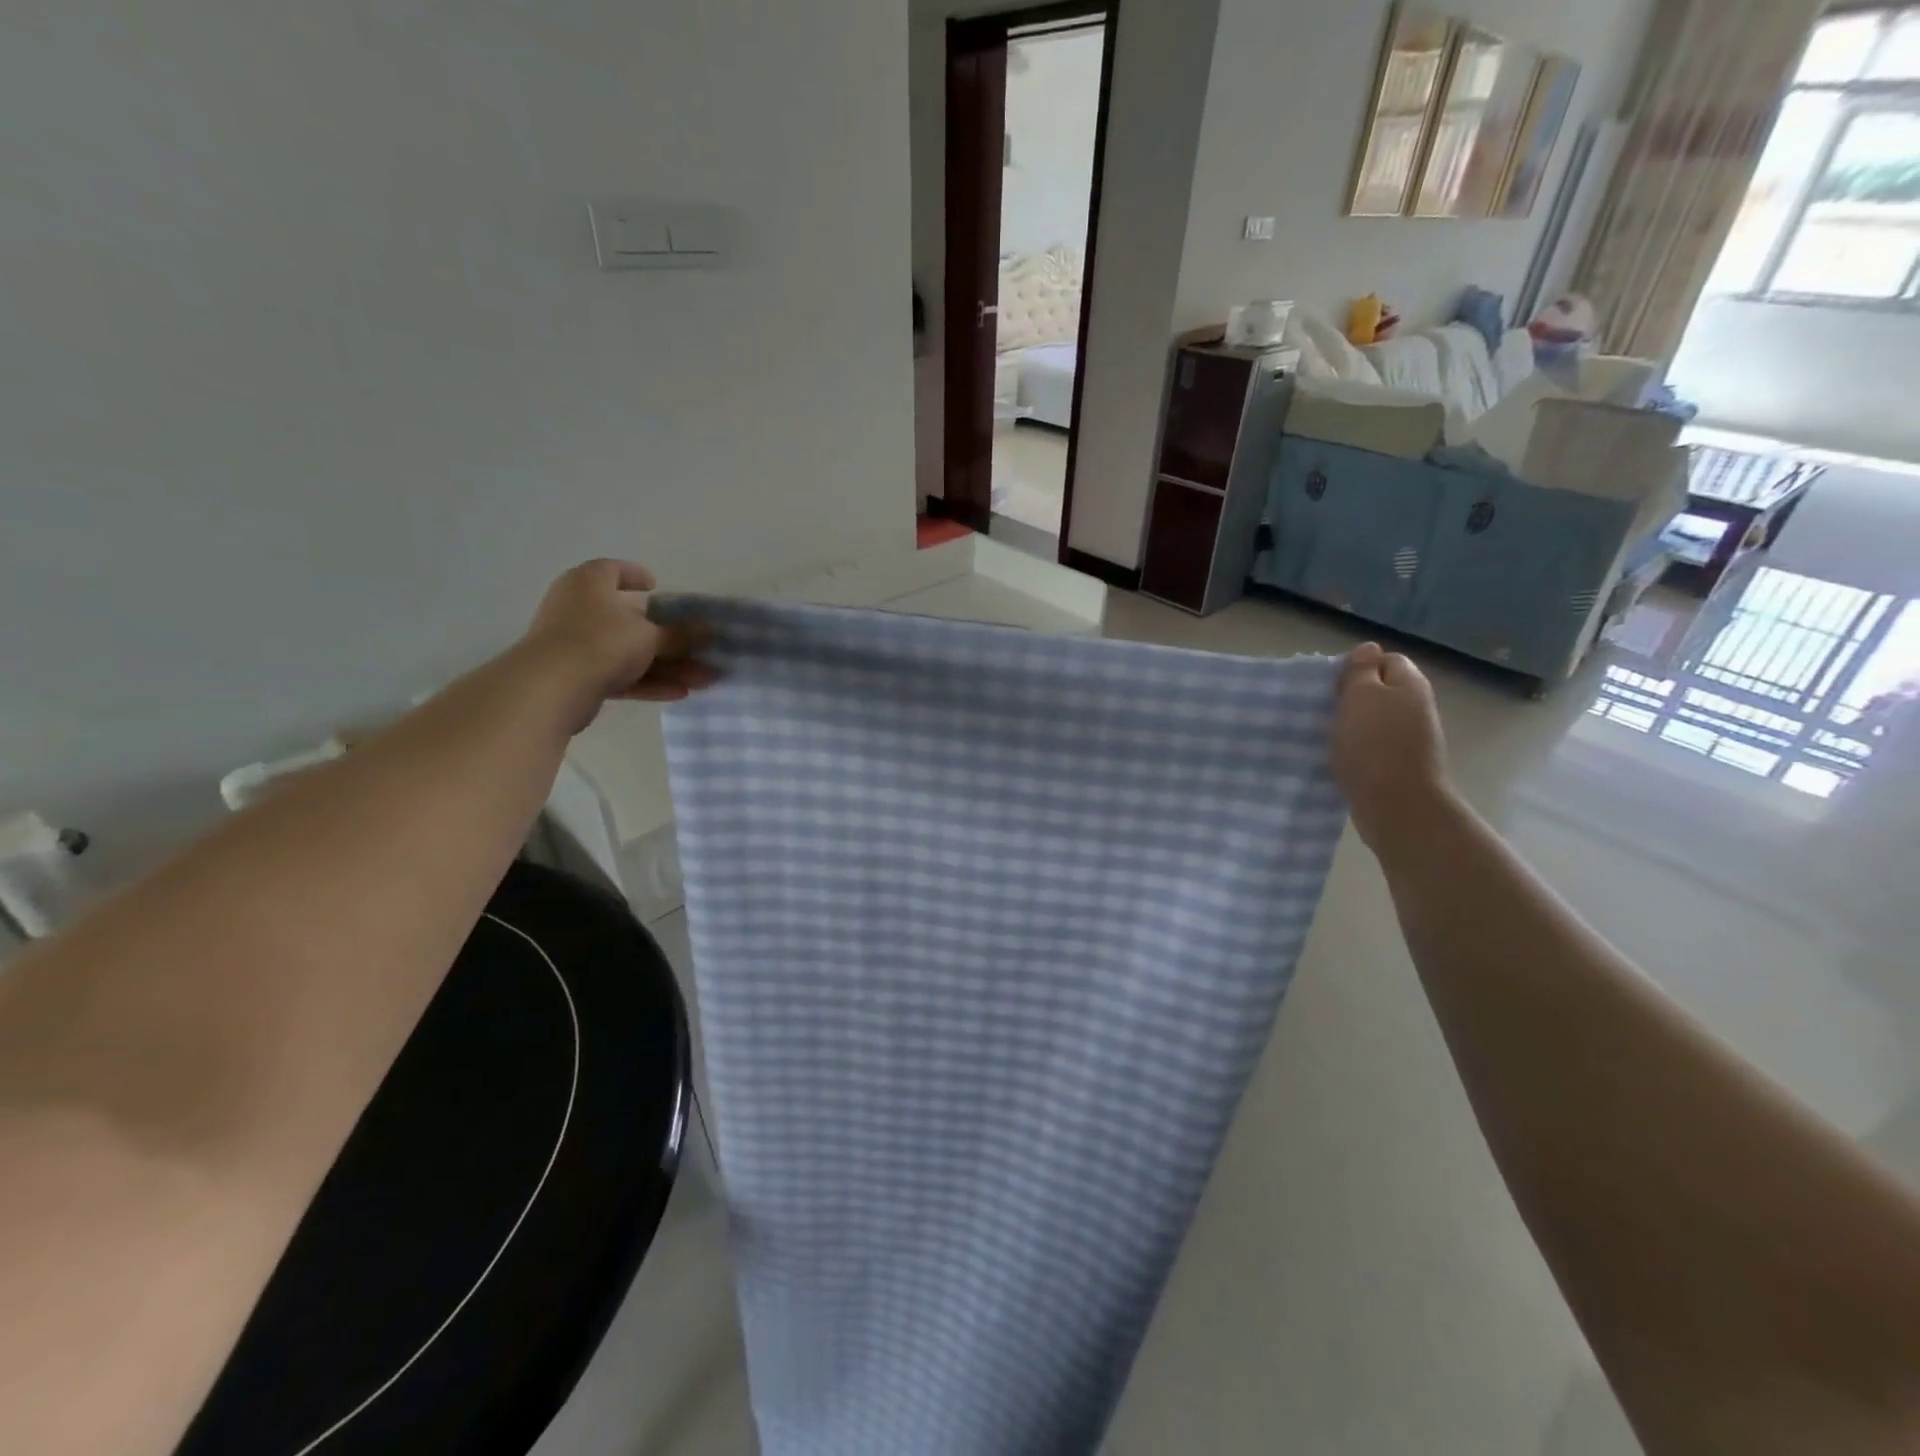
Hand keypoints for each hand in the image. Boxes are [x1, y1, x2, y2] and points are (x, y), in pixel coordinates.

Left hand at [521, 559, 715, 730]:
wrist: (551, 687)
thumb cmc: (601, 641)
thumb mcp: (650, 636)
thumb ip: (681, 635)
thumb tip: (709, 630)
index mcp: (590, 583)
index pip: (612, 570)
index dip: (635, 576)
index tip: (656, 587)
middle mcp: (580, 608)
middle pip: (631, 620)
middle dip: (670, 638)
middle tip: (700, 648)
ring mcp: (576, 644)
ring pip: (630, 651)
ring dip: (667, 666)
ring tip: (704, 679)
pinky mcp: (578, 676)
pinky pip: (620, 674)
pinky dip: (648, 681)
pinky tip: (680, 693)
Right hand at [1331, 643, 1452, 854]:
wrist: (1397, 805)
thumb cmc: (1374, 744)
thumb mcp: (1361, 696)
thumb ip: (1361, 670)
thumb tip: (1368, 648)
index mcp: (1409, 684)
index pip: (1385, 660)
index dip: (1358, 668)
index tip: (1333, 686)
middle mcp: (1416, 707)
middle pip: (1381, 690)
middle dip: (1353, 697)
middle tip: (1326, 709)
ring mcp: (1411, 738)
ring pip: (1375, 719)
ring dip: (1352, 725)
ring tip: (1329, 735)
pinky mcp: (1400, 764)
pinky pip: (1374, 746)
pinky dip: (1357, 749)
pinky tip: (1340, 758)